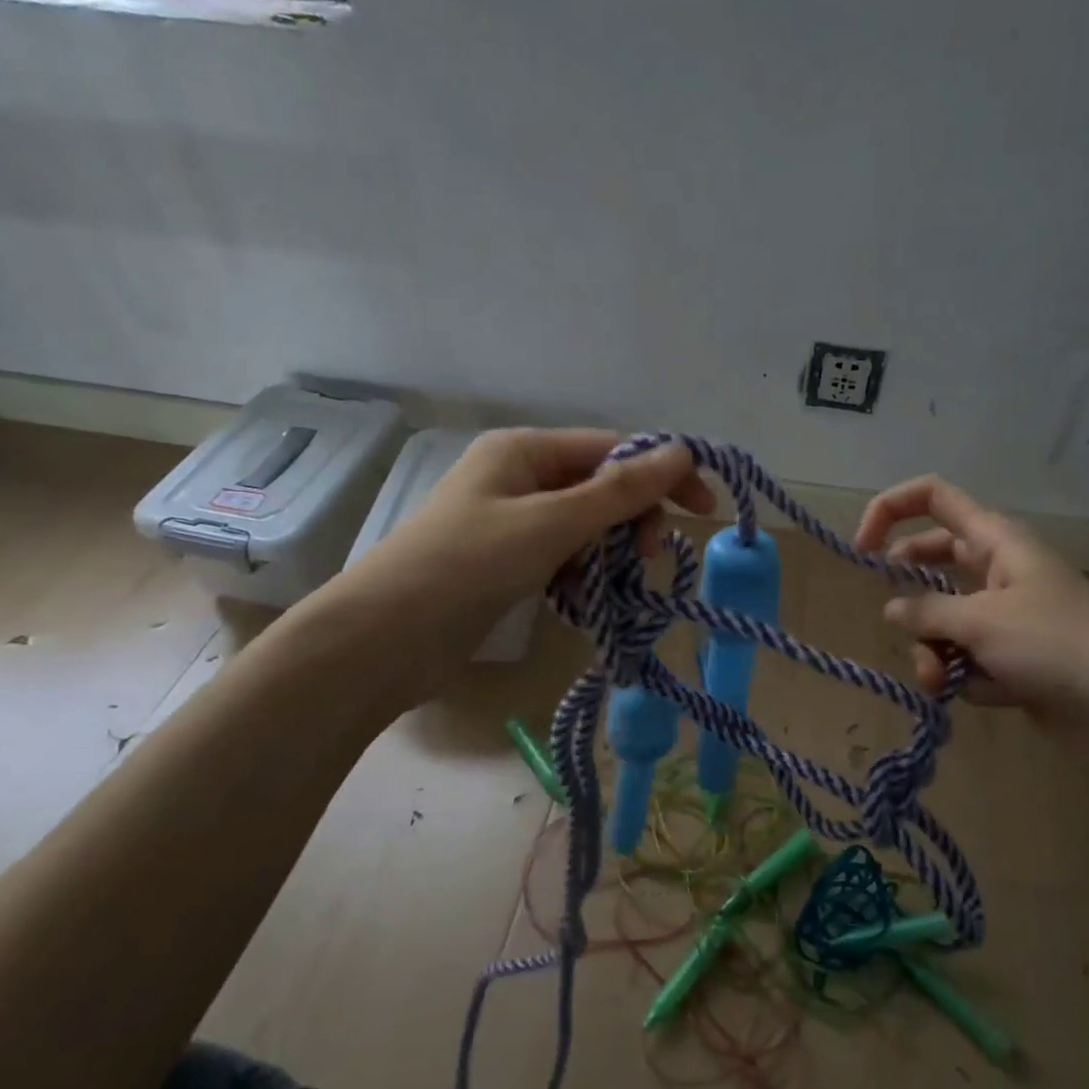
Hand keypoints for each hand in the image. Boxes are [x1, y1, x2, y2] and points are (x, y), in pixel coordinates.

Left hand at [315, 429, 712, 690]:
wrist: (384, 639)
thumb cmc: (468, 565)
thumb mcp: (551, 523)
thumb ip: (619, 491)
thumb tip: (683, 451)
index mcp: (525, 450)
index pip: (612, 449)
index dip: (662, 474)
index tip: (704, 509)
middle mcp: (518, 476)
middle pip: (600, 486)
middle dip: (633, 518)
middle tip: (650, 557)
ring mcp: (510, 521)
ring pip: (585, 525)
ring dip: (610, 551)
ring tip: (615, 585)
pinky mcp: (506, 562)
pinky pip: (563, 556)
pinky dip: (583, 574)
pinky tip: (583, 599)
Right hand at [855, 475, 1088, 765]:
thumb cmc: (1056, 645)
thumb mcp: (981, 621)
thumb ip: (927, 612)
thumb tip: (893, 609)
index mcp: (996, 542)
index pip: (934, 499)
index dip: (890, 511)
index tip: (861, 550)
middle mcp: (998, 572)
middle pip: (933, 563)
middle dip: (911, 595)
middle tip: (897, 618)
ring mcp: (1006, 619)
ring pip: (944, 621)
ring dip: (933, 651)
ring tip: (940, 679)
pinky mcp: (1012, 662)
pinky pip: (966, 660)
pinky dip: (965, 677)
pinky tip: (985, 694)